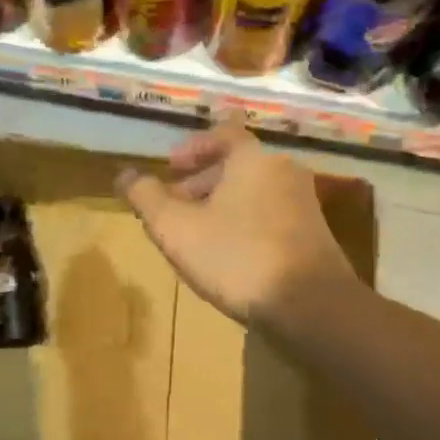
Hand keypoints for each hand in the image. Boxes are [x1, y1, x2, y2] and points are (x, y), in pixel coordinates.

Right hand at [117, 118, 356, 327]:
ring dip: (222, 205)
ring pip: (254, 191)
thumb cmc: (237, 256)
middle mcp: (283, 170)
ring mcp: (304, 202)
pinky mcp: (315, 233)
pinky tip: (230, 255)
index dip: (193, 147)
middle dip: (202, 181)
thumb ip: (146, 198)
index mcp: (253, 159)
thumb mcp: (176, 229)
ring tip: (198, 234)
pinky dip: (246, 222)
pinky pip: (271, 215)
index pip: (222, 134)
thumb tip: (125, 174)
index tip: (171, 167)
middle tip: (176, 206)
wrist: (311, 305)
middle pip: (237, 165)